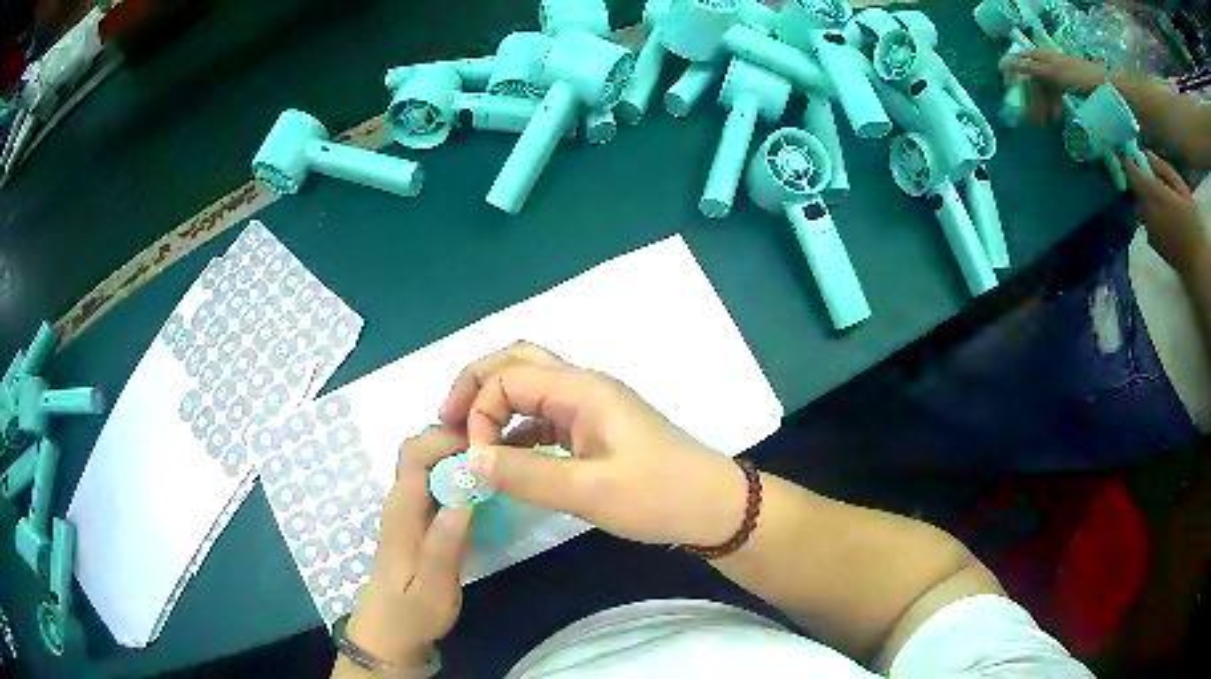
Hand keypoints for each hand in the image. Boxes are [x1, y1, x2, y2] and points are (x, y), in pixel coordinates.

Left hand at [345, 427, 472, 667]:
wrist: (389, 634)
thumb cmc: (412, 614)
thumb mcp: (433, 587)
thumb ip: (445, 542)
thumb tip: (465, 493)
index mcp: (402, 511)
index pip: (417, 453)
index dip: (450, 439)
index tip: (488, 448)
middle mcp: (401, 501)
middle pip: (420, 448)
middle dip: (456, 440)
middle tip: (497, 455)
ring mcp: (406, 509)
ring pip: (427, 462)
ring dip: (457, 455)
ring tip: (496, 466)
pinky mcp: (415, 520)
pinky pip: (433, 481)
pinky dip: (456, 474)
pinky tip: (481, 489)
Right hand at [438, 342, 747, 546]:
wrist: (712, 507)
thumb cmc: (658, 495)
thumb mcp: (589, 492)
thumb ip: (525, 475)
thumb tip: (470, 461)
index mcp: (582, 389)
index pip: (508, 378)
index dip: (480, 413)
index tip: (476, 459)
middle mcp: (583, 386)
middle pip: (516, 363)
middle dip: (476, 386)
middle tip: (446, 419)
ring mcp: (590, 407)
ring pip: (529, 387)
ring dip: (494, 405)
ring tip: (467, 437)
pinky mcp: (593, 429)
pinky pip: (543, 417)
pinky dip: (516, 428)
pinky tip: (504, 457)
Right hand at [1003, 50, 1107, 124]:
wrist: (1113, 92)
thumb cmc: (1085, 81)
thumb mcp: (1056, 74)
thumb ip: (1033, 69)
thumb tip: (1008, 63)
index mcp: (1047, 58)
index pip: (1024, 60)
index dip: (1014, 70)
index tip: (1007, 85)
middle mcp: (1054, 63)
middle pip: (1036, 78)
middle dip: (1032, 97)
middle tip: (1032, 119)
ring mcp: (1066, 77)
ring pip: (1048, 90)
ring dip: (1044, 106)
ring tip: (1047, 124)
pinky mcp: (1076, 89)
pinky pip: (1059, 97)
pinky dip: (1055, 107)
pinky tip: (1058, 119)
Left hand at [1124, 151, 1208, 278]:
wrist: (1196, 264)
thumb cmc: (1193, 224)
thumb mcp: (1182, 189)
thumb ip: (1164, 170)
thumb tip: (1147, 154)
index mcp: (1154, 195)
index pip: (1132, 172)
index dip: (1127, 158)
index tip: (1125, 147)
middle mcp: (1147, 212)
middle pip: (1134, 188)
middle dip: (1136, 177)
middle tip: (1143, 169)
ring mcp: (1148, 229)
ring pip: (1139, 204)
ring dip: (1143, 195)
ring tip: (1154, 192)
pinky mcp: (1152, 243)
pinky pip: (1145, 220)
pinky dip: (1148, 212)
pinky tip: (1160, 213)